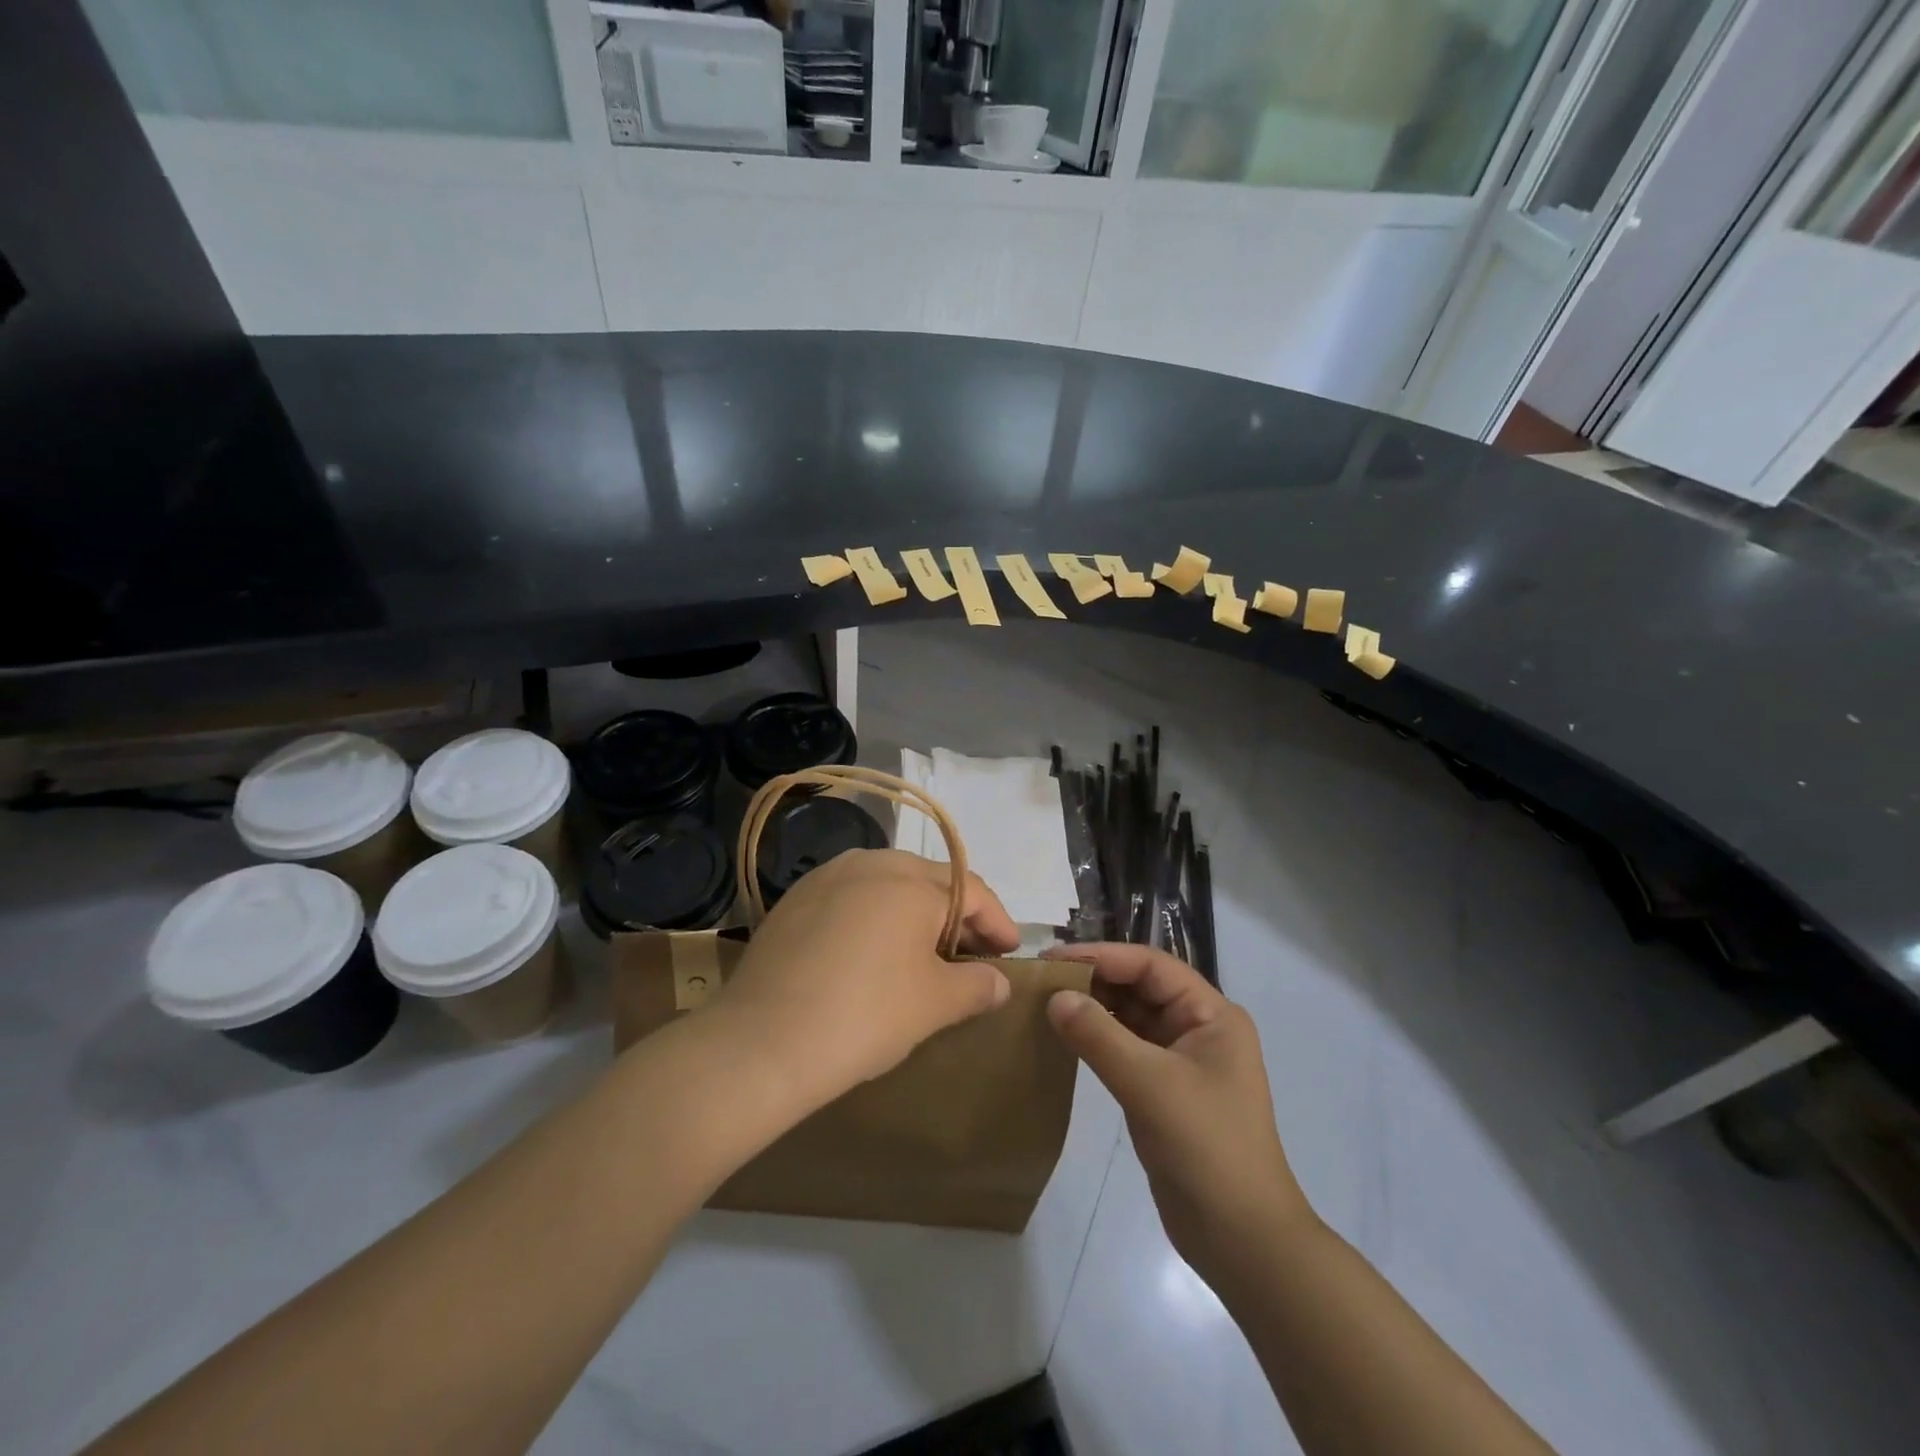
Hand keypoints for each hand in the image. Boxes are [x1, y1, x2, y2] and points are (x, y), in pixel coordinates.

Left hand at [717, 849, 1018, 1109]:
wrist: (761, 1042)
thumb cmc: (865, 1016)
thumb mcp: (934, 1005)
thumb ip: (977, 986)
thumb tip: (998, 981)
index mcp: (911, 881)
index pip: (972, 890)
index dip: (998, 922)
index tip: (1009, 954)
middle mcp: (871, 863)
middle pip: (930, 881)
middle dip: (957, 915)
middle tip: (971, 956)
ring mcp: (827, 877)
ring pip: (888, 885)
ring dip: (915, 913)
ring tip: (924, 954)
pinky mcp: (796, 900)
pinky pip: (852, 898)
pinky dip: (875, 918)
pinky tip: (872, 953)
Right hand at [1044, 944, 1311, 1280]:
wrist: (1241, 1240)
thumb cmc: (1206, 1148)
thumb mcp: (1150, 1085)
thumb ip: (1099, 1036)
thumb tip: (1054, 997)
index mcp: (1211, 1014)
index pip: (1151, 966)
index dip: (1102, 956)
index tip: (1053, 958)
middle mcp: (1197, 1028)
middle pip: (1139, 988)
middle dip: (1093, 980)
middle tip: (1041, 980)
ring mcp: (1180, 1060)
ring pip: (1129, 1018)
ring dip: (1091, 1010)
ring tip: (1043, 1002)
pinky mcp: (1162, 1090)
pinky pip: (1124, 1049)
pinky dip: (1095, 1040)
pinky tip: (1062, 1037)